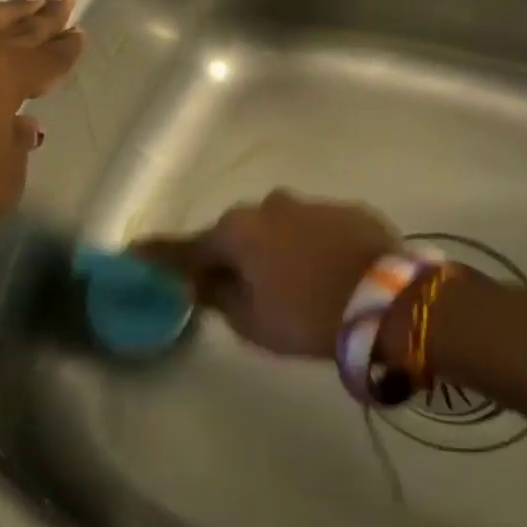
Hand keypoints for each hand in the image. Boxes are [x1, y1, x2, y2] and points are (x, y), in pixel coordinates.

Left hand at [0, 0, 83, 262]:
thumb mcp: (7, 174)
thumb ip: (17, 143)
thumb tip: (21, 123)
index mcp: (8, 72)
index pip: (47, 58)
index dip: (65, 49)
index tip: (79, 33)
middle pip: (17, 28)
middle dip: (43, 16)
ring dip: (4, 11)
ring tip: (22, 1)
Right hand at [135, 191, 397, 357]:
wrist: (392, 302)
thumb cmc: (309, 316)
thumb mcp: (253, 323)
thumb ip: (219, 299)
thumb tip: (201, 284)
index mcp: (238, 233)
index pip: (187, 247)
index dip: (159, 254)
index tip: (134, 252)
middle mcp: (268, 206)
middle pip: (235, 234)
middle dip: (231, 256)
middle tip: (236, 286)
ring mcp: (309, 203)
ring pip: (277, 227)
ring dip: (274, 249)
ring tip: (293, 282)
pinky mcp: (346, 209)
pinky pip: (314, 227)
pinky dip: (310, 245)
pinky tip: (327, 270)